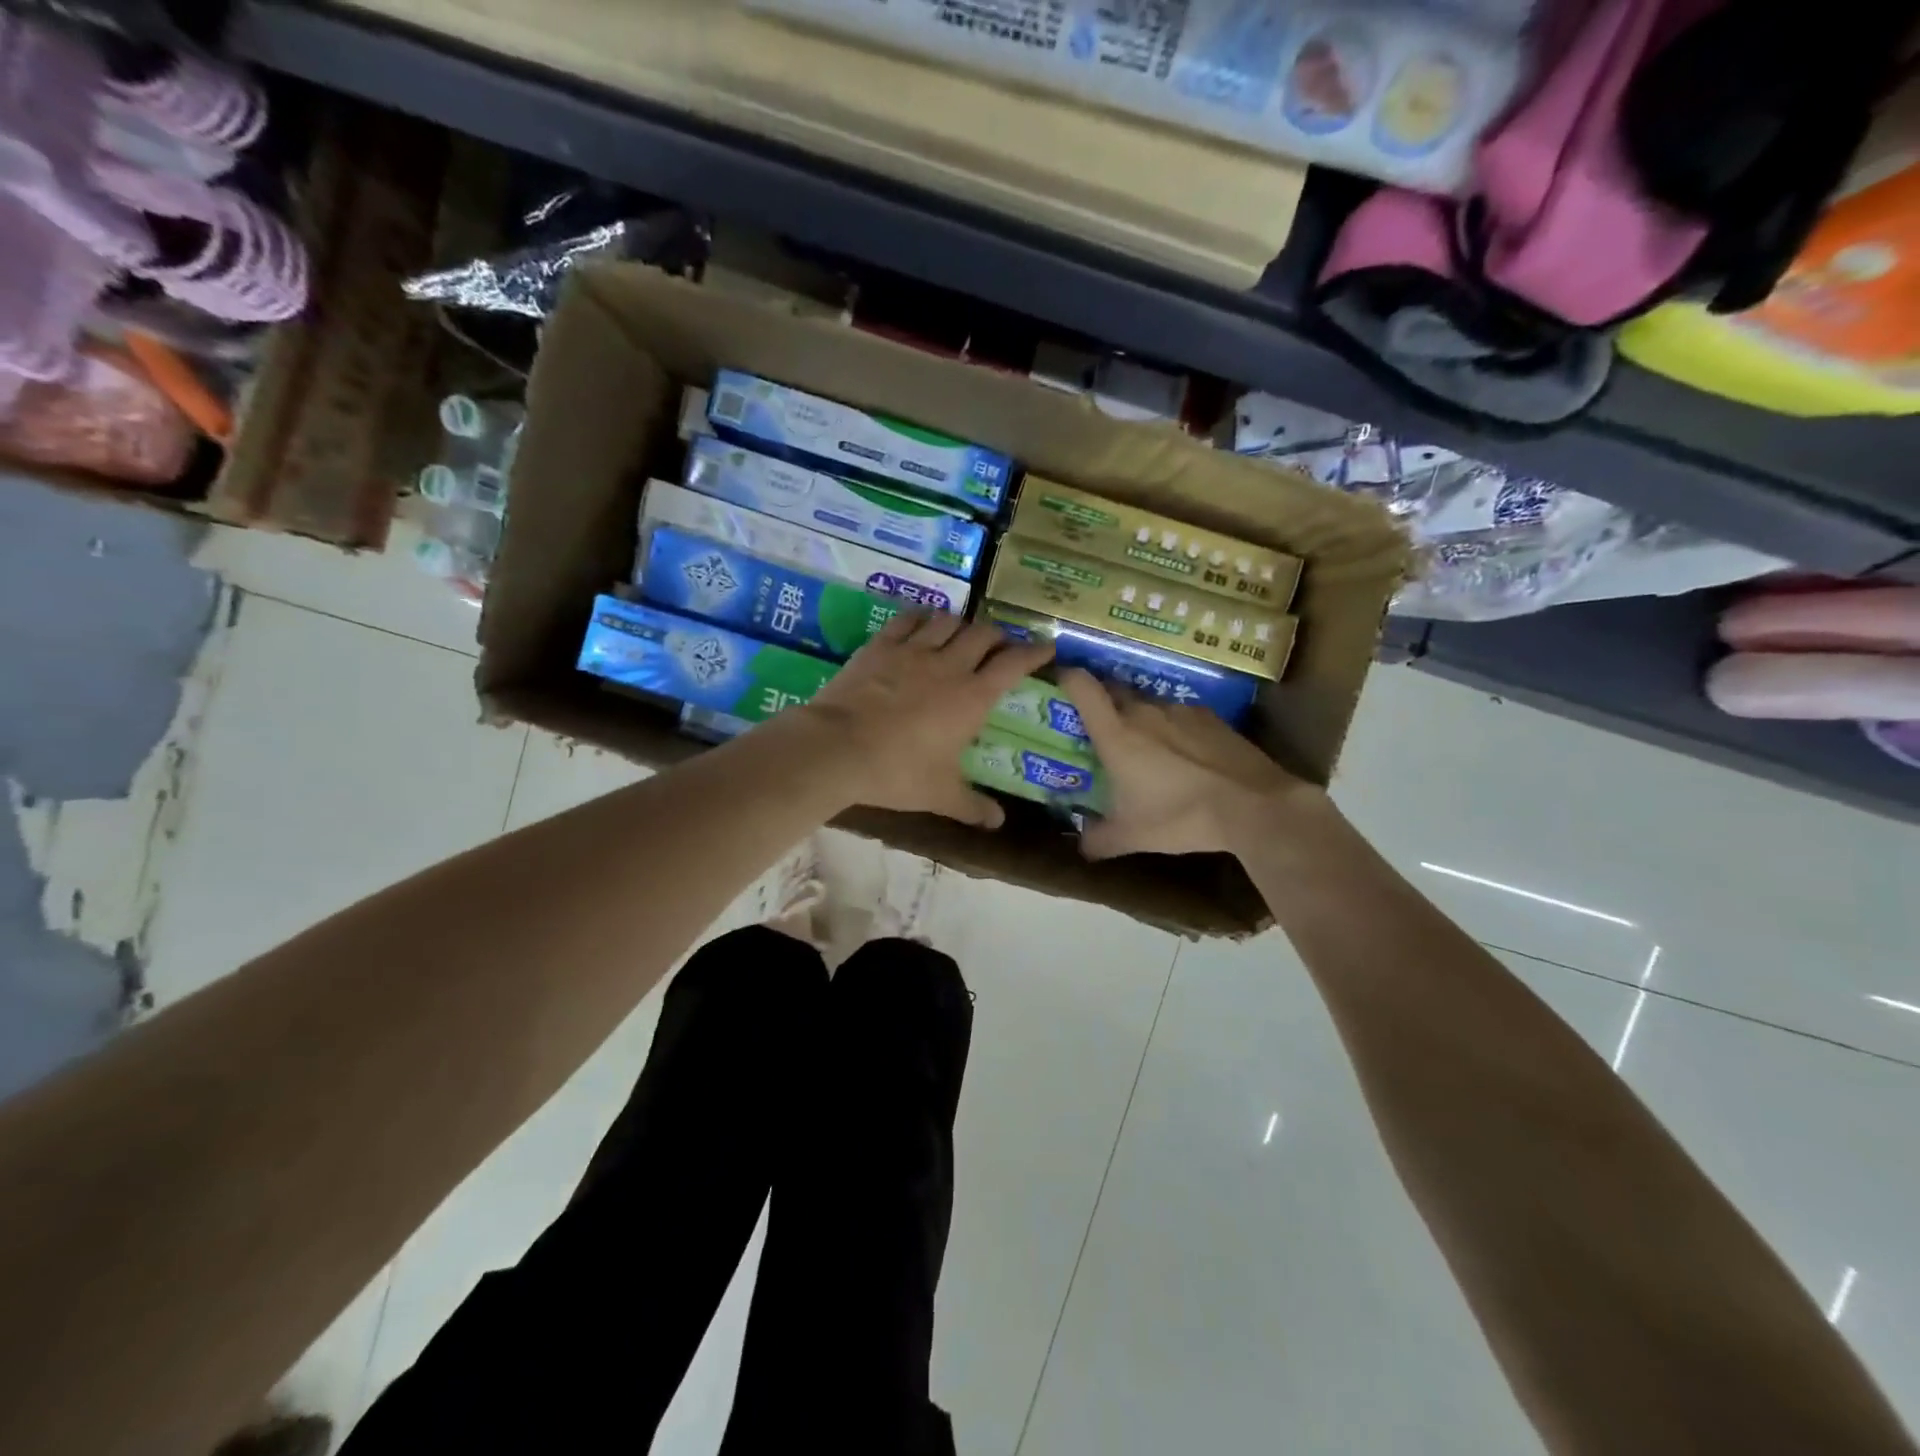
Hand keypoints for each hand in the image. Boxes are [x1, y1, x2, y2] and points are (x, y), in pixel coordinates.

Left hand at [800, 612, 1054, 827]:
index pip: (1013, 664)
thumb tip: (998, 823)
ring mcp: (912, 651)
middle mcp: (948, 666)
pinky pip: (907, 620)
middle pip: (983, 634)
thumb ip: (972, 806)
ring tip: (962, 634)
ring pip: (948, 621)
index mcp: (972, 697)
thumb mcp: (939, 795)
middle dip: (998, 636)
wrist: (838, 749)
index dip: (1034, 652)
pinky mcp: (880, 646)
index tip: (1047, 648)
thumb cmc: (897, 772)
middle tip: (1000, 646)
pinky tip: (922, 623)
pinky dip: (921, 618)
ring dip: (961, 625)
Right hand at [1059, 669, 1326, 857]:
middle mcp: (1144, 712)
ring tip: (1146, 747)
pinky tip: (1184, 755)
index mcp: (1116, 733)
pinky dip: (1173, 728)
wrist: (1253, 805)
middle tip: (1097, 728)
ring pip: (1148, 704)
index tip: (1059, 684)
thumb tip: (1080, 847)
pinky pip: (1180, 715)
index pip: (1082, 686)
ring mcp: (1180, 710)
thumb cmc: (1180, 817)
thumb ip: (1098, 840)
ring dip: (1140, 718)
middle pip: (1113, 690)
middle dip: (1101, 702)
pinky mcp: (1211, 717)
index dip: (1066, 678)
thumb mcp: (1132, 836)